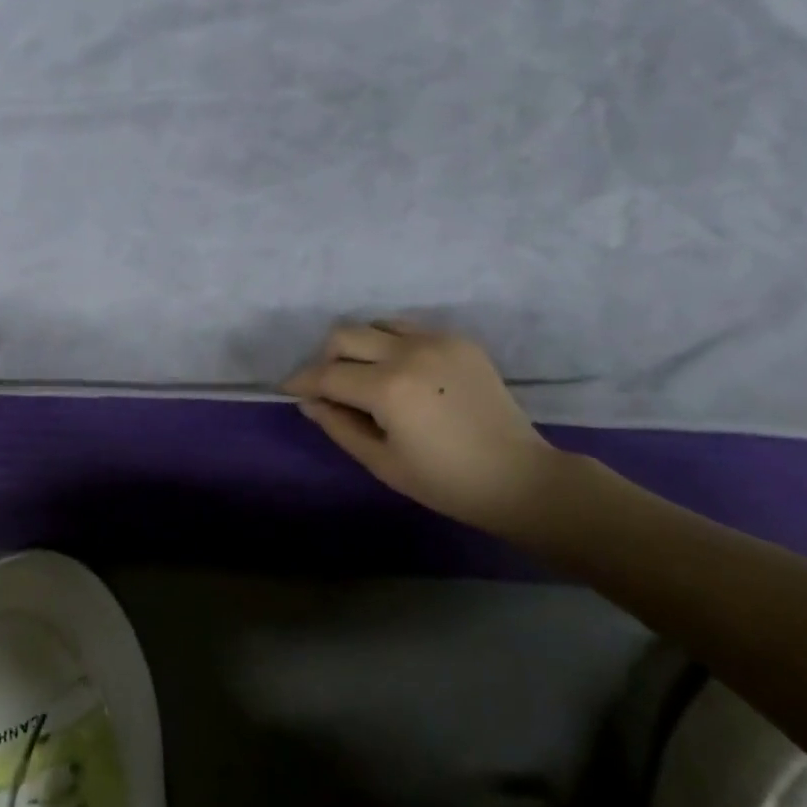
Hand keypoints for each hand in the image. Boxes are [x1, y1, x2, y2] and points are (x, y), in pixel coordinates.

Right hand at [283, 320, 581, 536]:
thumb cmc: (446, 481)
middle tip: (327, 386)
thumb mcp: (382, 462)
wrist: (518, 476)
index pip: (328, 374)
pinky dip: (391, 344)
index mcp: (388, 388)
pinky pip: (408, 329)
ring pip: (375, 324)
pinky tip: (400, 372)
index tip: (288, 388)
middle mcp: (408, 352)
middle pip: (344, 335)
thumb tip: (309, 401)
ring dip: (359, 346)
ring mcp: (436, 340)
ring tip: (364, 376)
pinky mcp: (458, 339)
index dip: (302, 381)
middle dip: (325, 357)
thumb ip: (339, 426)